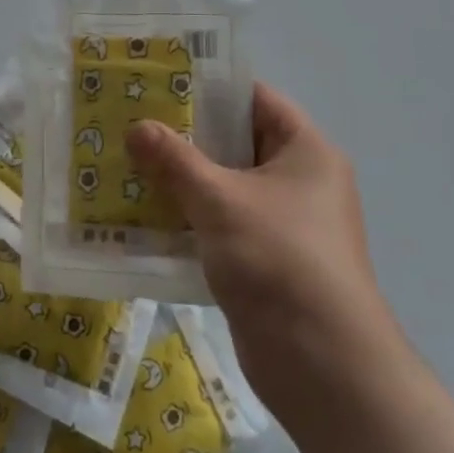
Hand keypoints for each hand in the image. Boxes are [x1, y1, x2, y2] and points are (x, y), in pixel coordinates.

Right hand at [128, 82, 399, 429]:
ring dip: (182, 181)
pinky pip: (222, 226)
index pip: (254, 99)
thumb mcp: (220, 201)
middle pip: (236, 143)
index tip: (159, 83)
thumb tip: (137, 127)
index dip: (209, 88)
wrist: (325, 370)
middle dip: (185, 137)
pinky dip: (190, 219)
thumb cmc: (279, 260)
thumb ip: (175, 161)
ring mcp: (285, 225)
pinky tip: (144, 216)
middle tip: (133, 123)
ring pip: (225, 187)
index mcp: (305, 150)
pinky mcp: (266, 262)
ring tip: (128, 164)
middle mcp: (300, 181)